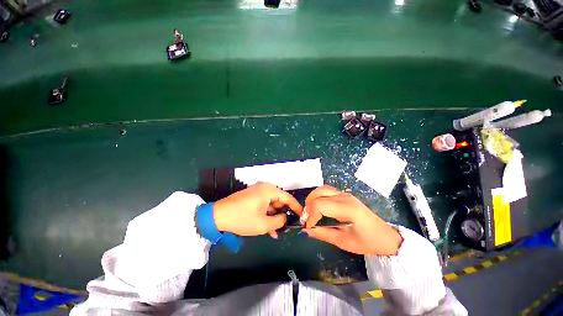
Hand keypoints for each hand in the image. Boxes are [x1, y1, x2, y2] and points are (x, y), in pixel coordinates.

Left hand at [213, 182, 302, 238]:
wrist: (217, 216)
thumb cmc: (242, 218)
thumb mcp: (264, 224)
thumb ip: (279, 221)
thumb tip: (285, 218)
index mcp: (269, 190)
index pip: (287, 197)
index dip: (296, 207)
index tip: (302, 216)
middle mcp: (264, 188)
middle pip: (279, 200)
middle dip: (283, 214)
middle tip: (288, 226)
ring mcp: (257, 192)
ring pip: (271, 205)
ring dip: (274, 217)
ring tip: (278, 231)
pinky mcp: (251, 197)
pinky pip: (263, 205)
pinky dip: (267, 215)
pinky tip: (269, 228)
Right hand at [302, 186, 402, 255]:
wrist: (386, 237)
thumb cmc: (368, 242)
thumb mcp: (344, 242)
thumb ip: (323, 234)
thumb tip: (305, 231)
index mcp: (347, 209)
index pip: (320, 205)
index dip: (310, 215)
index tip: (308, 227)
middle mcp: (345, 197)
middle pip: (318, 194)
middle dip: (309, 206)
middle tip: (307, 219)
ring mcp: (345, 194)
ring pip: (321, 189)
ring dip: (312, 199)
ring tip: (310, 211)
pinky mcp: (345, 195)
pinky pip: (327, 191)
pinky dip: (318, 196)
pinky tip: (318, 206)